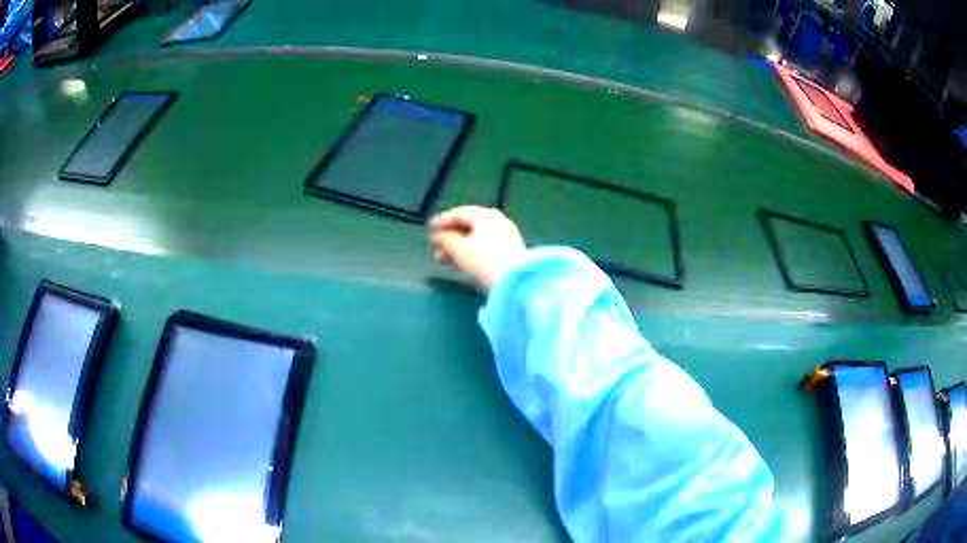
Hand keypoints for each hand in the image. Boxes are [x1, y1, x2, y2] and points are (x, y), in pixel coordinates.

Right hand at [430, 206, 526, 289]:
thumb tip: (439, 236)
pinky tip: (458, 264)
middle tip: (435, 245)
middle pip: (469, 226)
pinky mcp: (509, 252)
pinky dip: (470, 253)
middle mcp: (497, 221)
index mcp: (485, 215)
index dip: (443, 220)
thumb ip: (445, 239)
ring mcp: (505, 236)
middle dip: (450, 237)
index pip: (460, 212)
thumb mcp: (459, 249)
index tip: (430, 227)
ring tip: (441, 259)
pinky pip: (484, 248)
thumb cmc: (483, 259)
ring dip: (457, 248)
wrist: (514, 280)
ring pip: (476, 239)